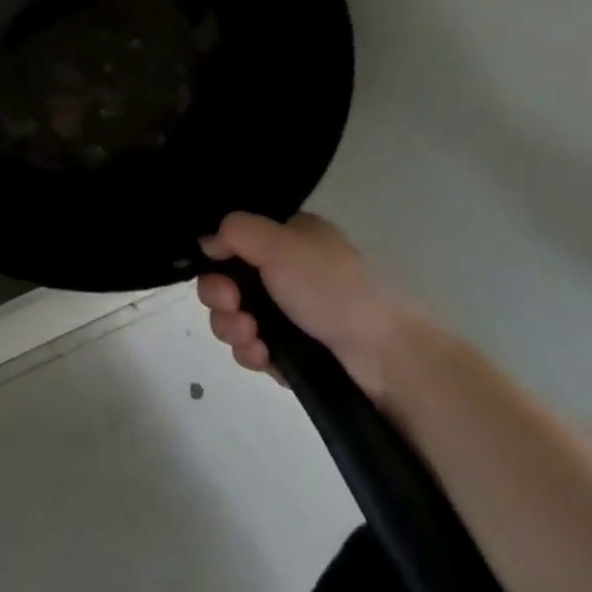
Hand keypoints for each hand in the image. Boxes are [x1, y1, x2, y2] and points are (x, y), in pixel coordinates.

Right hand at [197, 212, 417, 401]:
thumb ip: (235, 231)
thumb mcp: (280, 244)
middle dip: (219, 295)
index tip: (215, 268)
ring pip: (235, 315)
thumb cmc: (331, 289)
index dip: (217, 255)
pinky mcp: (292, 352)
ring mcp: (289, 314)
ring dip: (231, 326)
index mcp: (290, 237)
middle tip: (232, 306)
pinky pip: (253, 347)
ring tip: (251, 338)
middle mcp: (287, 271)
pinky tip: (262, 356)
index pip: (236, 239)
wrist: (385, 359)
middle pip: (228, 278)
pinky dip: (250, 351)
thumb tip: (207, 242)